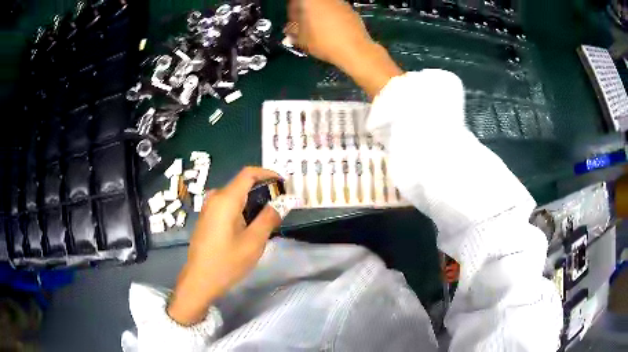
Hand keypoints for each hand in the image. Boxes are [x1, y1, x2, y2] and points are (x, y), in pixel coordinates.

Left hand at [167, 167, 293, 325]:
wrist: (200, 280)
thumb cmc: (227, 262)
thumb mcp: (253, 242)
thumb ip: (269, 218)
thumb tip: (283, 202)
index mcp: (226, 199)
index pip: (249, 173)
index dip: (268, 174)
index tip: (284, 184)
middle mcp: (215, 197)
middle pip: (242, 183)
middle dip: (264, 190)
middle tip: (282, 204)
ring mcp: (209, 207)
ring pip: (235, 195)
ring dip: (254, 201)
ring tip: (270, 216)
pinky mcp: (207, 217)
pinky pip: (228, 205)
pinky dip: (243, 208)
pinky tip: (251, 225)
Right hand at [285, 0, 402, 97]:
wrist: (355, 50)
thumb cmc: (324, 42)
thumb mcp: (301, 39)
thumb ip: (292, 30)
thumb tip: (290, 28)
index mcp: (310, 1)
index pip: (296, 2)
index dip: (292, 10)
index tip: (292, 21)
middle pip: (311, 3)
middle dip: (305, 12)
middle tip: (303, 26)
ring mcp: (341, 3)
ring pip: (324, 6)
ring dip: (318, 15)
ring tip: (317, 30)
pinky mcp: (352, 11)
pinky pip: (336, 11)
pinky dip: (331, 18)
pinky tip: (331, 31)